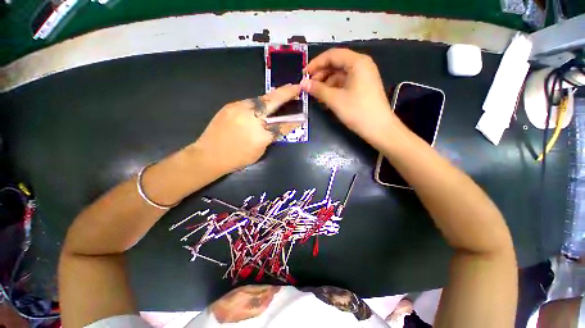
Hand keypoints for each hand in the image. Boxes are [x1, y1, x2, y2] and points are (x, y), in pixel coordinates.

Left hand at [194, 84, 301, 172]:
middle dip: (286, 93)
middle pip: (273, 101)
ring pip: (260, 99)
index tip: (302, 116)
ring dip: (270, 99)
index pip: (283, 124)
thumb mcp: (259, 152)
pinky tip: (258, 108)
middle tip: (295, 87)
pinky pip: (249, 102)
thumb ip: (269, 137)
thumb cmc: (237, 158)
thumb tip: (275, 127)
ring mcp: (240, 108)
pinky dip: (257, 104)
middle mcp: (252, 117)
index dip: (294, 120)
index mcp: (262, 134)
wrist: (209, 155)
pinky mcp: (231, 105)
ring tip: (277, 98)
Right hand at [301, 48, 394, 147]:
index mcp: (357, 62)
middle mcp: (361, 65)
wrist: (378, 128)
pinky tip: (326, 98)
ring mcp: (363, 76)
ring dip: (326, 83)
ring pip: (339, 75)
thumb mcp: (335, 99)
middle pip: (336, 64)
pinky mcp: (362, 87)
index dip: (316, 64)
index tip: (304, 75)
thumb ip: (318, 89)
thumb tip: (303, 83)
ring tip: (316, 95)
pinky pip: (344, 83)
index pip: (332, 55)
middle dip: (320, 74)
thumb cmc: (357, 111)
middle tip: (309, 87)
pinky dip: (334, 89)